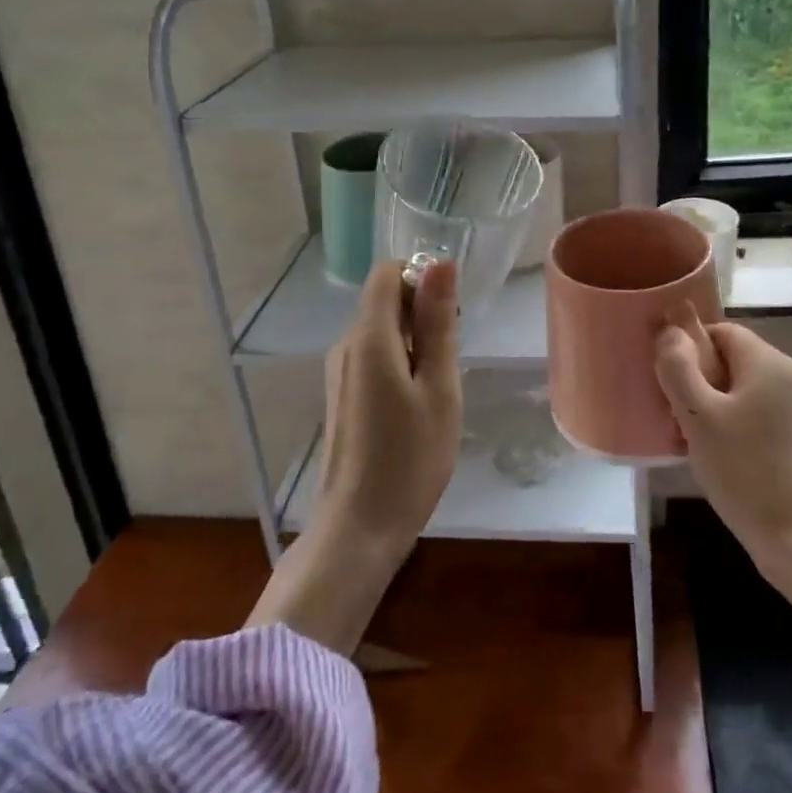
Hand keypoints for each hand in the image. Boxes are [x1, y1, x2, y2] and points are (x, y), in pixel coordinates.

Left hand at [315, 257, 462, 559]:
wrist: (358, 530)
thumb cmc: (409, 458)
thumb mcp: (438, 388)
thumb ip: (438, 323)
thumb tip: (439, 262)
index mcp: (368, 337)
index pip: (386, 273)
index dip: (420, 277)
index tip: (451, 313)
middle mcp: (346, 345)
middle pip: (385, 300)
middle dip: (423, 313)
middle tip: (452, 359)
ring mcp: (339, 372)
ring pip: (381, 330)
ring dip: (415, 341)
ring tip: (438, 388)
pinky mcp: (342, 395)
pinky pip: (374, 357)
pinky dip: (400, 363)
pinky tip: (417, 405)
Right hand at [654, 320, 791, 596]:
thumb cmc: (747, 471)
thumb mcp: (699, 417)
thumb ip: (678, 368)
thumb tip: (669, 331)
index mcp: (768, 362)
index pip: (720, 331)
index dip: (688, 349)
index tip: (667, 382)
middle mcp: (789, 377)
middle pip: (729, 361)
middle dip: (696, 382)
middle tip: (673, 416)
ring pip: (739, 391)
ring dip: (709, 409)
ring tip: (688, 442)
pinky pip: (755, 416)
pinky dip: (730, 427)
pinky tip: (714, 459)